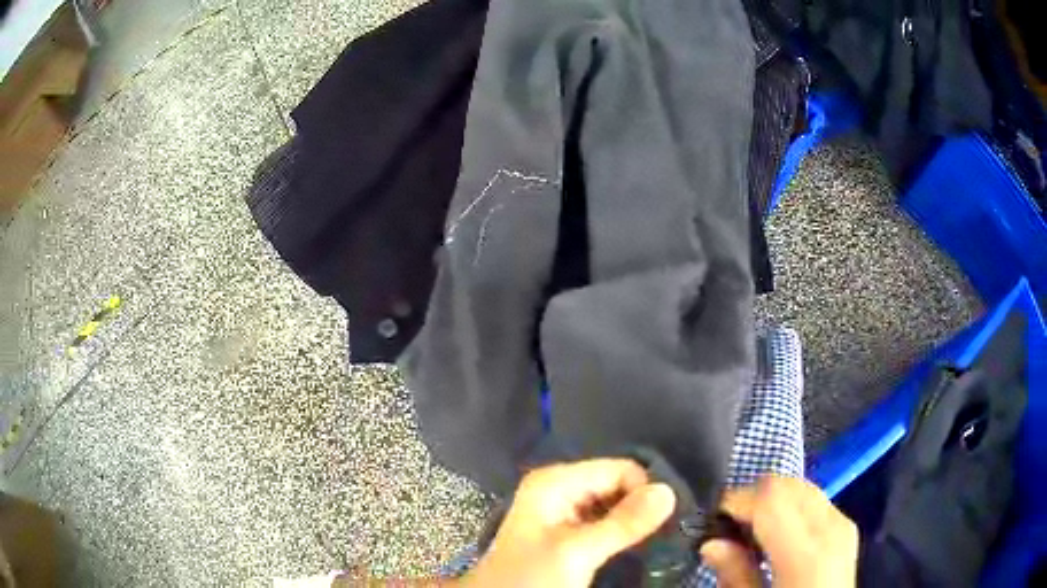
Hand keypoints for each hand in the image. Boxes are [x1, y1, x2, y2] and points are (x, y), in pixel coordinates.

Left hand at [462, 459, 675, 586]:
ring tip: (650, 543)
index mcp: (556, 481)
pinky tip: (631, 548)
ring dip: (632, 523)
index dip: (644, 494)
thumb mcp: (577, 552)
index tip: (663, 523)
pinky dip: (619, 533)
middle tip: (661, 535)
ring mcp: (562, 510)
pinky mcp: (566, 532)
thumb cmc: (531, 578)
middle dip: (639, 508)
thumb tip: (669, 490)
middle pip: (617, 485)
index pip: (621, 469)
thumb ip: (623, 523)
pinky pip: (603, 522)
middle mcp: (560, 488)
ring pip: (613, 505)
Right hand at [700, 476, 857, 587]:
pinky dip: (793, 506)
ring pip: (802, 486)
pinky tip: (780, 535)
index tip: (714, 520)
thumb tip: (712, 543)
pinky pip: (816, 499)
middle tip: (730, 527)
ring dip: (774, 499)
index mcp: (806, 552)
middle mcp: (830, 527)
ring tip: (753, 532)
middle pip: (788, 484)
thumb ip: (736, 575)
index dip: (737, 499)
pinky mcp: (847, 528)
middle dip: (755, 496)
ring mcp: (843, 524)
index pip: (771, 496)